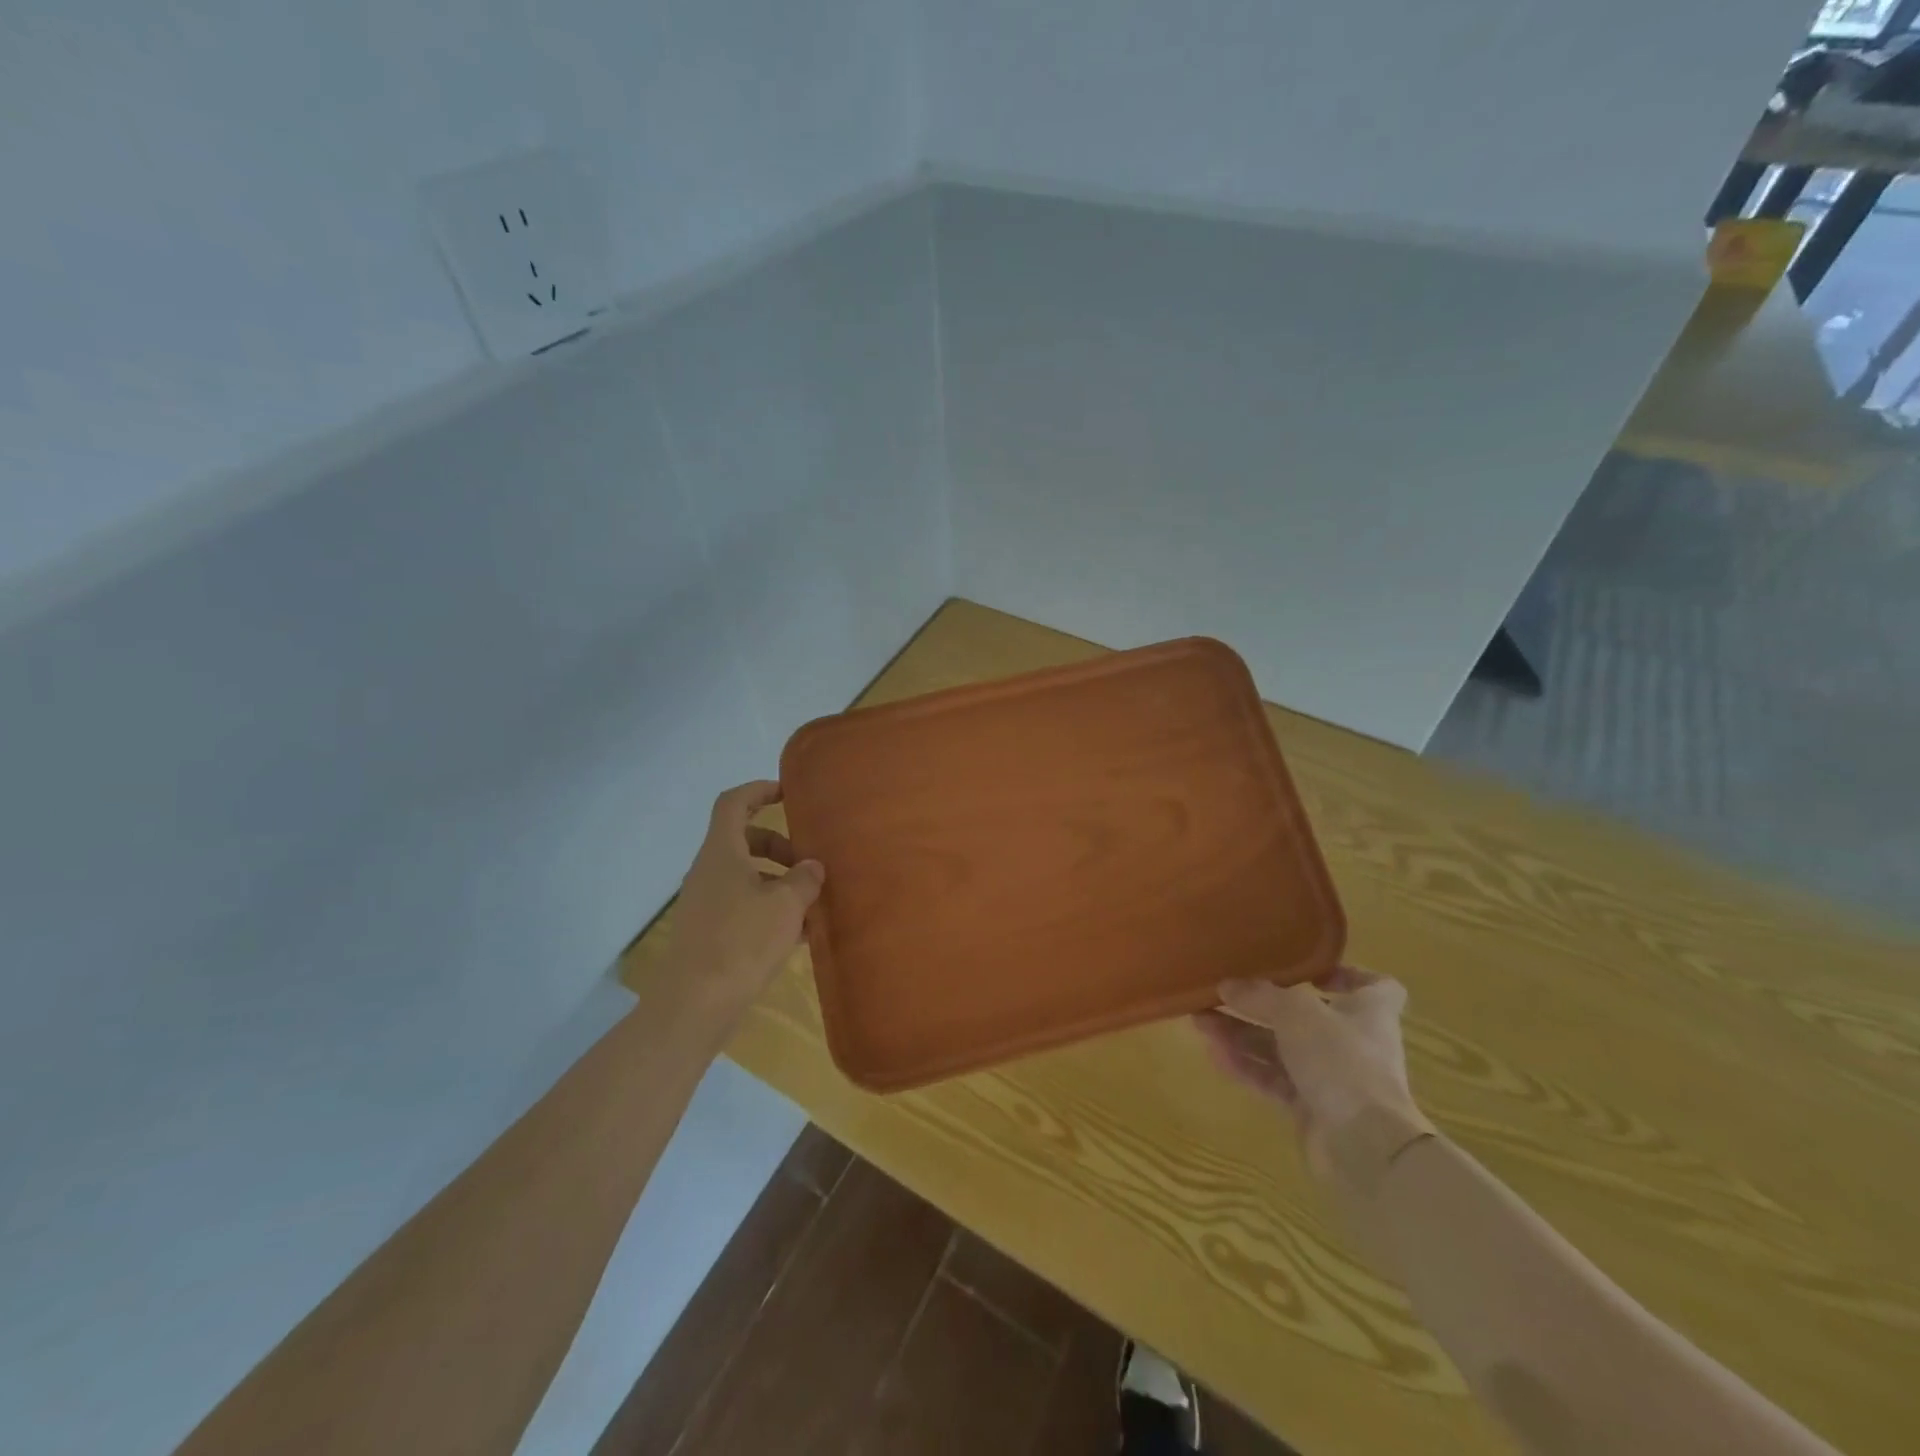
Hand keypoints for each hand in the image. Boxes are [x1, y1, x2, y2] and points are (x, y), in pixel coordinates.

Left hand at [661, 781, 825, 1029]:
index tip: (788, 793)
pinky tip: (796, 934)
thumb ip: (804, 879)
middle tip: (809, 864)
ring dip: (778, 881)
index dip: (759, 790)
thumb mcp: (786, 905)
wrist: (695, 1004)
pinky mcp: (708, 932)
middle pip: (744, 840)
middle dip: (780, 846)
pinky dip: (768, 908)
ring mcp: (705, 902)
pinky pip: (742, 905)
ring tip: (810, 904)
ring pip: (746, 876)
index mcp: (722, 852)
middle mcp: (708, 871)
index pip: (734, 803)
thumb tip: (811, 867)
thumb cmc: (742, 942)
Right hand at [1194, 967, 1431, 1190]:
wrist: (1364, 1147)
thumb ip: (1259, 996)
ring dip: (1242, 1034)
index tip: (1310, 971)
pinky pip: (1273, 1079)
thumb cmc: (1342, 1061)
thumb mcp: (1296, 1013)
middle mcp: (1352, 1041)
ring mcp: (1332, 1077)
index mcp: (1368, 1011)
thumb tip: (1226, 985)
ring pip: (1281, 1048)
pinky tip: (1214, 1055)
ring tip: (1201, 1022)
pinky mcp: (1311, 1107)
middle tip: (1220, 993)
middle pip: (1304, 1015)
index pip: (1374, 985)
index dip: (1346, 974)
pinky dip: (1246, 1066)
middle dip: (1259, 1005)